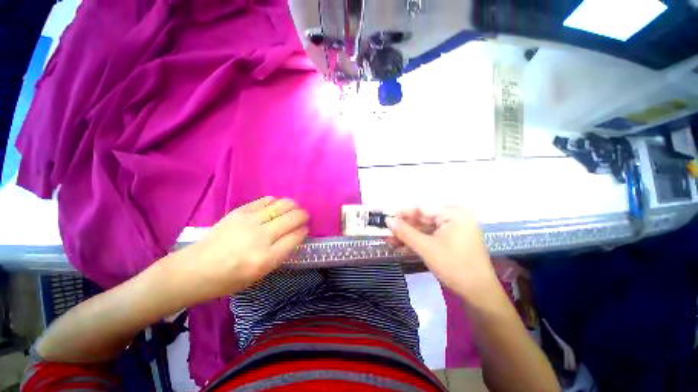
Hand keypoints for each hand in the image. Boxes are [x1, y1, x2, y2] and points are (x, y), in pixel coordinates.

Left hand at [183, 197, 308, 300]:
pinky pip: (265, 200)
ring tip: (294, 209)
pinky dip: (276, 201)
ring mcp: (250, 222)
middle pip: (293, 218)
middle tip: (303, 218)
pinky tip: (276, 206)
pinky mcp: (240, 212)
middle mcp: (261, 237)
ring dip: (293, 206)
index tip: (305, 230)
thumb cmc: (229, 279)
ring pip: (282, 205)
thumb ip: (281, 254)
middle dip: (303, 216)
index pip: (296, 237)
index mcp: (266, 259)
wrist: (195, 269)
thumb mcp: (260, 275)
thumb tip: (295, 235)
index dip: (304, 231)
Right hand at [387, 207, 497, 298]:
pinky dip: (418, 240)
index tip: (387, 220)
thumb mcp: (426, 248)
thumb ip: (405, 232)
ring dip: (409, 235)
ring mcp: (454, 228)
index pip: (422, 207)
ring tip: (392, 241)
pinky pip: (431, 235)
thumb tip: (388, 220)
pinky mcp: (452, 238)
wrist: (479, 294)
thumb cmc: (454, 267)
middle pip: (423, 217)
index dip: (403, 213)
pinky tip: (403, 246)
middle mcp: (455, 216)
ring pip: (425, 227)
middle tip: (388, 234)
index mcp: (454, 213)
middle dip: (405, 227)